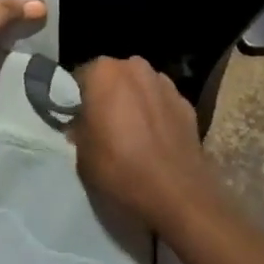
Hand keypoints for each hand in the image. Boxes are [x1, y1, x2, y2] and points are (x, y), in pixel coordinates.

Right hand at [71, 56, 217, 233]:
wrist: (177, 195)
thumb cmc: (120, 170)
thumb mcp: (82, 155)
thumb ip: (79, 129)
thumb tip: (83, 124)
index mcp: (103, 72)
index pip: (81, 77)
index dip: (77, 99)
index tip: (77, 119)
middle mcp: (135, 67)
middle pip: (114, 77)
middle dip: (108, 95)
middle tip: (104, 125)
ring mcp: (164, 83)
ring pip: (140, 87)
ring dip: (134, 102)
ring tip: (133, 134)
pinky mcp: (186, 103)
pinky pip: (162, 104)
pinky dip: (157, 115)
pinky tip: (156, 142)